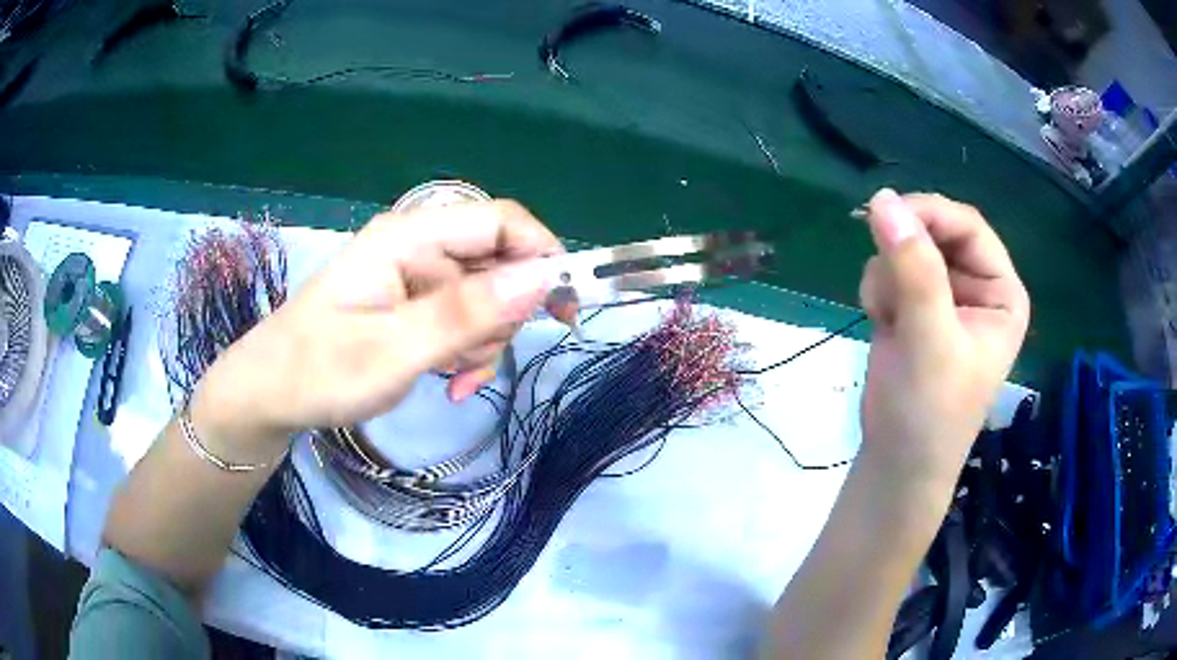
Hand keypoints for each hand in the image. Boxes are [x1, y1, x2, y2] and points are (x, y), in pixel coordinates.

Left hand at [191, 200, 561, 452]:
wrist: (269, 395)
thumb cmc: (319, 370)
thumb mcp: (395, 349)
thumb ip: (467, 312)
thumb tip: (542, 277)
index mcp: (409, 237)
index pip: (500, 220)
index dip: (541, 255)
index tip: (563, 308)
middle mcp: (417, 245)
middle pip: (498, 262)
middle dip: (501, 316)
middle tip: (472, 360)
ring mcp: (415, 275)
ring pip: (486, 299)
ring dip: (481, 343)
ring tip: (449, 378)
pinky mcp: (412, 303)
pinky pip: (462, 320)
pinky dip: (465, 352)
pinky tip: (449, 383)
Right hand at [857, 190, 1029, 492]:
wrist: (896, 461)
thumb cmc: (930, 412)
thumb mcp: (930, 341)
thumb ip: (914, 270)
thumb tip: (883, 200)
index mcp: (1001, 292)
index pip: (968, 226)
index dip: (929, 215)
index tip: (884, 215)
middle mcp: (977, 287)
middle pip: (935, 232)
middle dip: (904, 256)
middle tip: (887, 286)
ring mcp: (945, 295)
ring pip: (906, 248)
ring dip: (888, 277)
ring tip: (891, 321)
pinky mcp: (914, 306)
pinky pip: (888, 270)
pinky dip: (878, 292)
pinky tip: (884, 324)